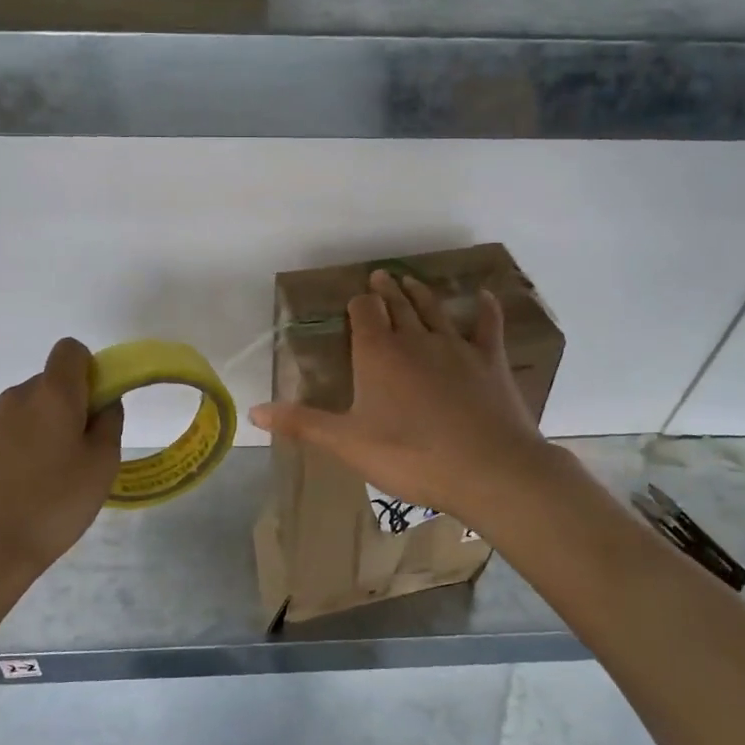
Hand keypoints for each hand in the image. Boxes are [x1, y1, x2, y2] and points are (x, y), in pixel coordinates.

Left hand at [0, 338, 122, 581]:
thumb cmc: (56, 503)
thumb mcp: (102, 465)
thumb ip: (110, 423)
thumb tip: (105, 402)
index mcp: (53, 394)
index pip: (69, 350)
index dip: (88, 370)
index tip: (95, 407)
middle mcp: (16, 397)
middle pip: (48, 382)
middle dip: (67, 405)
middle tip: (79, 451)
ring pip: (25, 409)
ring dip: (41, 427)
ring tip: (48, 475)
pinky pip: (4, 433)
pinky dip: (17, 447)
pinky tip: (20, 486)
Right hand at [250, 270, 559, 524]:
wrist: (487, 468)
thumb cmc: (410, 456)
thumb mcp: (347, 443)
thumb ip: (302, 423)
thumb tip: (254, 412)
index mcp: (378, 353)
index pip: (364, 313)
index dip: (358, 304)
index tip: (355, 299)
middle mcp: (415, 339)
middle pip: (398, 305)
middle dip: (387, 290)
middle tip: (382, 276)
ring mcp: (456, 347)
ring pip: (434, 310)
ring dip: (421, 293)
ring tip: (411, 280)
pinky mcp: (490, 361)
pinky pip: (487, 326)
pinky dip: (485, 309)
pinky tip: (484, 295)